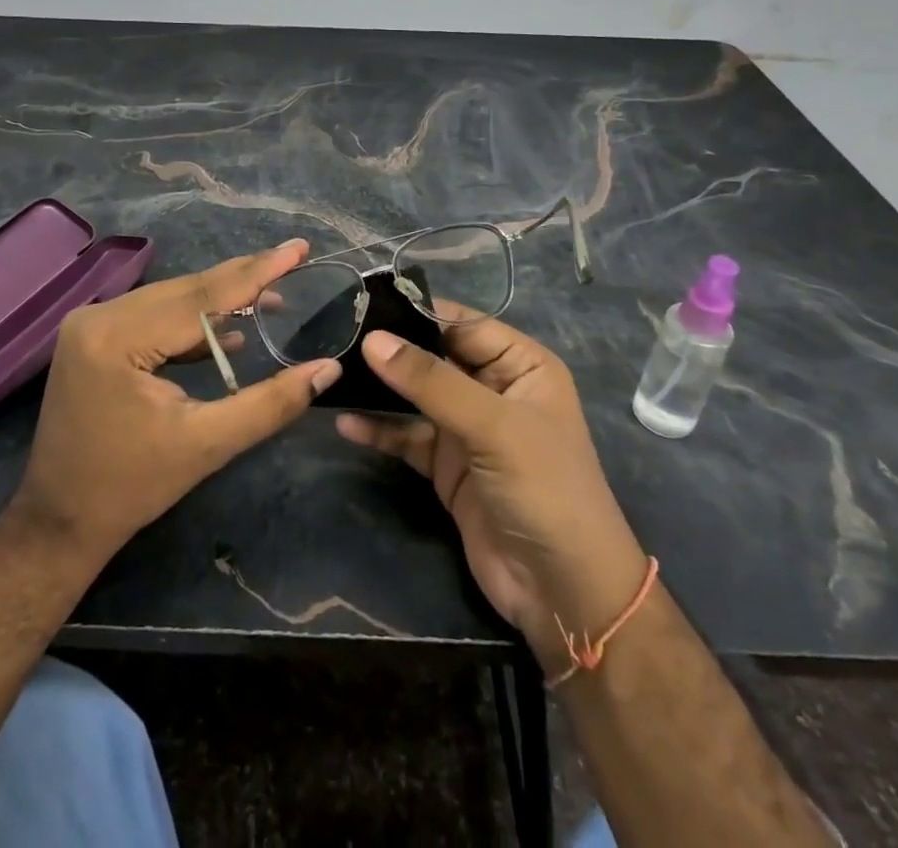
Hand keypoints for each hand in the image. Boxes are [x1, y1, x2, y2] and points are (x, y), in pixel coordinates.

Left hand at [13, 239, 341, 563]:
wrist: (60, 521)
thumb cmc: (131, 487)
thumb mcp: (207, 445)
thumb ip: (270, 403)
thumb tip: (328, 370)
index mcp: (117, 337)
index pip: (202, 296)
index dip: (257, 272)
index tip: (298, 248)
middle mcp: (99, 316)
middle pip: (186, 290)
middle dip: (243, 278)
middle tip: (294, 260)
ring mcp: (92, 324)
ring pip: (172, 299)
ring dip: (221, 299)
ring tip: (272, 297)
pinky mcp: (95, 337)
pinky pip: (155, 316)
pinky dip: (193, 320)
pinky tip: (229, 330)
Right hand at [336, 318, 648, 674]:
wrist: (563, 592)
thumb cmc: (544, 489)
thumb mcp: (493, 426)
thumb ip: (431, 381)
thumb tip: (372, 339)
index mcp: (521, 365)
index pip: (463, 323)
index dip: (417, 312)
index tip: (364, 304)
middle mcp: (493, 389)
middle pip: (434, 357)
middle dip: (391, 350)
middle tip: (337, 337)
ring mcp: (468, 430)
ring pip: (416, 397)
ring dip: (379, 389)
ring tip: (333, 375)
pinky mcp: (447, 467)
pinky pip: (407, 437)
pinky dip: (380, 430)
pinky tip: (346, 424)